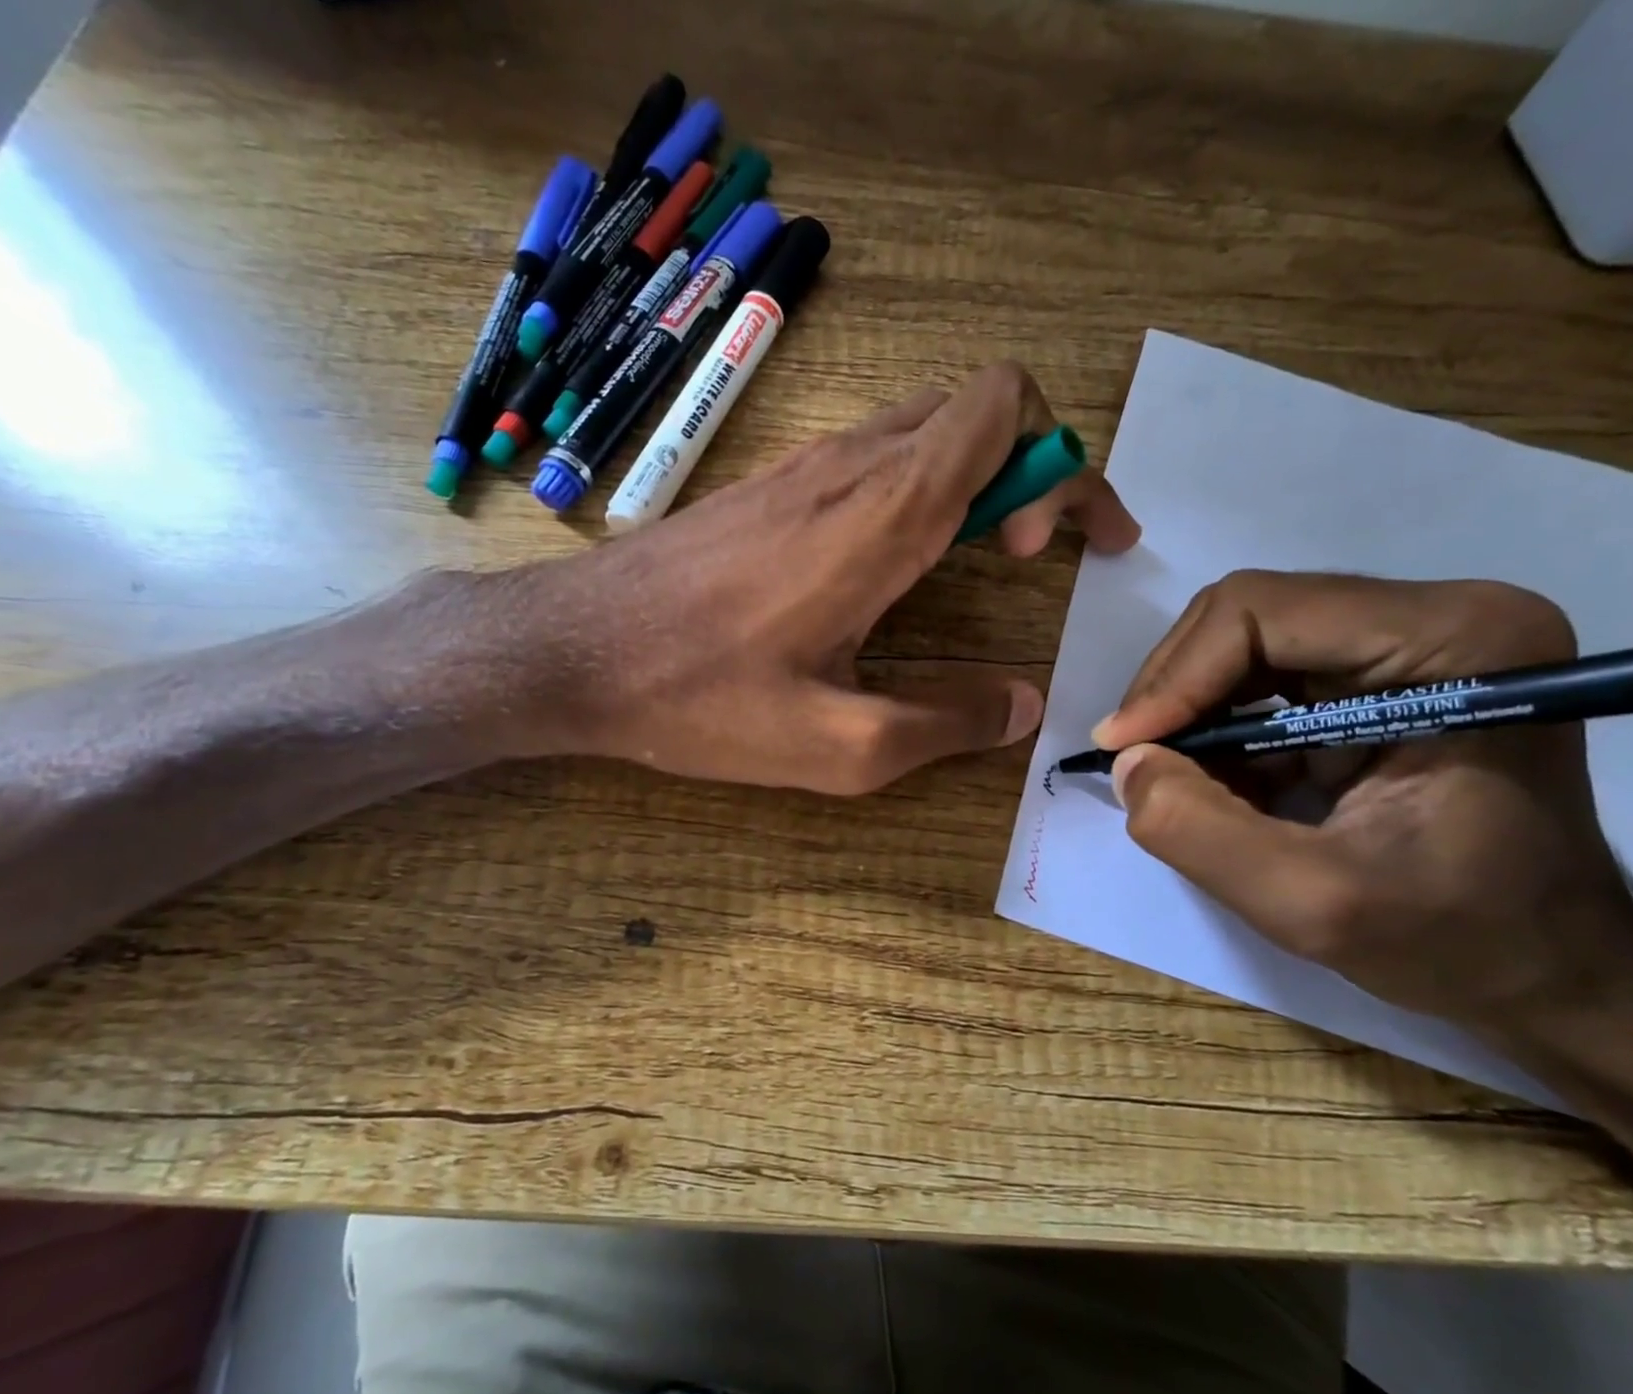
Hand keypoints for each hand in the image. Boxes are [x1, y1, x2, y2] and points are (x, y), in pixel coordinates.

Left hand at [523, 363, 1138, 792]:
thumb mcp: (837, 746)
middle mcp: (852, 464)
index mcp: (885, 512)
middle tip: (1031, 554)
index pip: (1007, 409)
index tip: (1045, 551)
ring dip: (977, 474)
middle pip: (979, 407)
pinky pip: (873, 452)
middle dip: (1034, 467)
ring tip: (981, 555)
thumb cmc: (700, 696)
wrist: (573, 649)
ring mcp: (804, 465)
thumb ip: (945, 726)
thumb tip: (1021, 709)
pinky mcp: (769, 484)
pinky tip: (896, 558)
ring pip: (927, 424)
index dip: (1059, 468)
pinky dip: (919, 483)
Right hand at [1094, 571, 1632, 1029]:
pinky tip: (1216, 783)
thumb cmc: (1460, 941)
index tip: (1125, 749)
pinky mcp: (1382, 673)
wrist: (1548, 970)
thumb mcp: (1314, 904)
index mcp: (1457, 642)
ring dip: (1191, 711)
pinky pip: (1262, 675)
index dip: (1176, 677)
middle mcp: (1438, 616)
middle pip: (1246, 616)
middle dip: (1175, 691)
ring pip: (1243, 642)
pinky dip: (1219, 728)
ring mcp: (1410, 640)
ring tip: (1172, 778)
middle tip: (1135, 761)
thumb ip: (1199, 831)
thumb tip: (1126, 763)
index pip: (1262, 612)